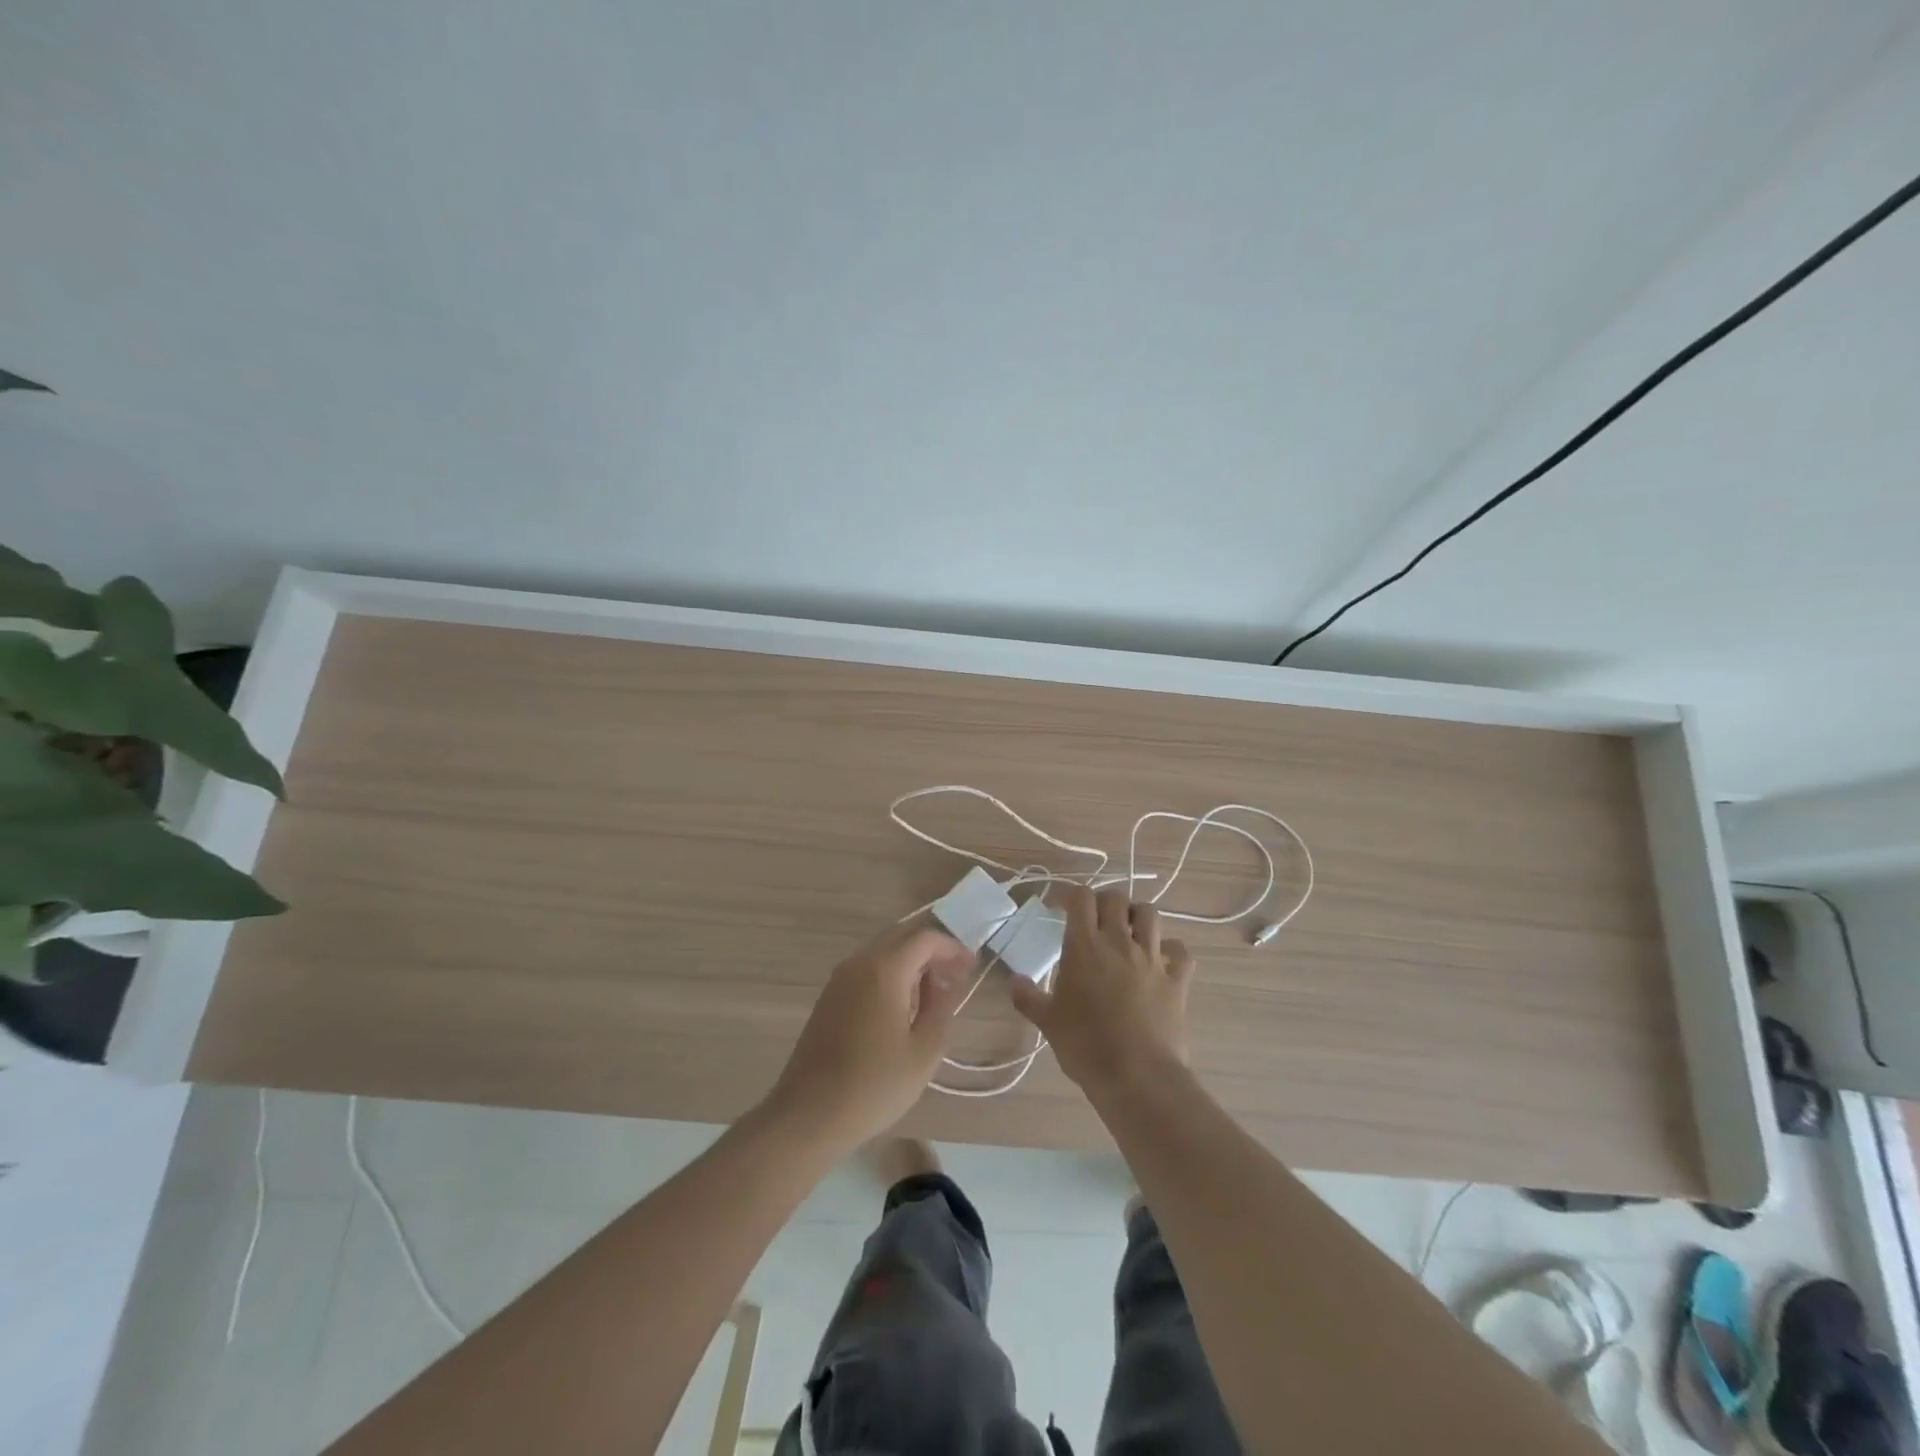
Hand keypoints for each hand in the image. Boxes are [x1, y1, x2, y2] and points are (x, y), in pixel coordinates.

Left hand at [763, 920, 975, 1151]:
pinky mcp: (829, 997)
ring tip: (933, 991)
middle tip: (955, 974)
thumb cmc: (874, 1085)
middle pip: (901, 937)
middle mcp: (859, 963)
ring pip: (882, 951)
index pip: (925, 939)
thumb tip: (942, 984)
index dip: (952, 948)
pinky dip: (890, 974)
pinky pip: (866, 969)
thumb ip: (940, 1008)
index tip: (971, 968)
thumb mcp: (924, 1052)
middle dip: (931, 950)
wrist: (809, 1114)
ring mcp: (839, 979)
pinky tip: (902, 1005)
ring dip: (910, 962)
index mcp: (885, 970)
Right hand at [1011, 886, 1194, 1093]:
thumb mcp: (1048, 1022)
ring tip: (1128, 930)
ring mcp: (1152, 959)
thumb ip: (1028, 997)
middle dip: (1104, 901)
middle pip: (1116, 898)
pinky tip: (1162, 960)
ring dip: (1138, 915)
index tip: (1061, 906)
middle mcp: (1120, 943)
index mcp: (1085, 946)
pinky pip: (1180, 953)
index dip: (1070, 895)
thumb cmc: (1085, 1046)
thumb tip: (1013, 981)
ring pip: (1151, 915)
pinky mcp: (1177, 981)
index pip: (1081, 897)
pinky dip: (1171, 950)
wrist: (1137, 1077)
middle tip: (1094, 918)